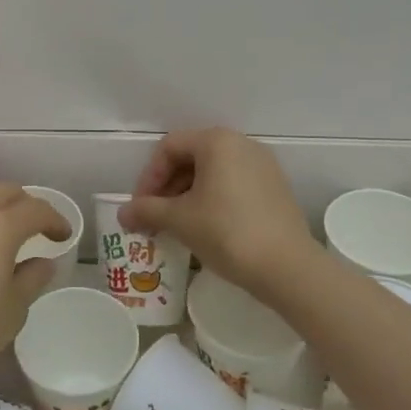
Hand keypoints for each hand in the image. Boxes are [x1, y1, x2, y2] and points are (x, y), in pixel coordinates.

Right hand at [120, 129, 317, 304]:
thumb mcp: (180, 220)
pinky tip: (205, 227)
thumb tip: (123, 214)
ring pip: (213, 172)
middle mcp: (242, 144)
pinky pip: (233, 184)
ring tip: (176, 224)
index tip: (140, 206)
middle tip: (154, 215)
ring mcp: (263, 165)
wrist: (288, 268)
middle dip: (167, 186)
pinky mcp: (275, 188)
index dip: (148, 176)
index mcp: (217, 142)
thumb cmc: (227, 232)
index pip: (169, 147)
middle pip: (192, 156)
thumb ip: (147, 210)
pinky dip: (212, 199)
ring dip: (188, 194)